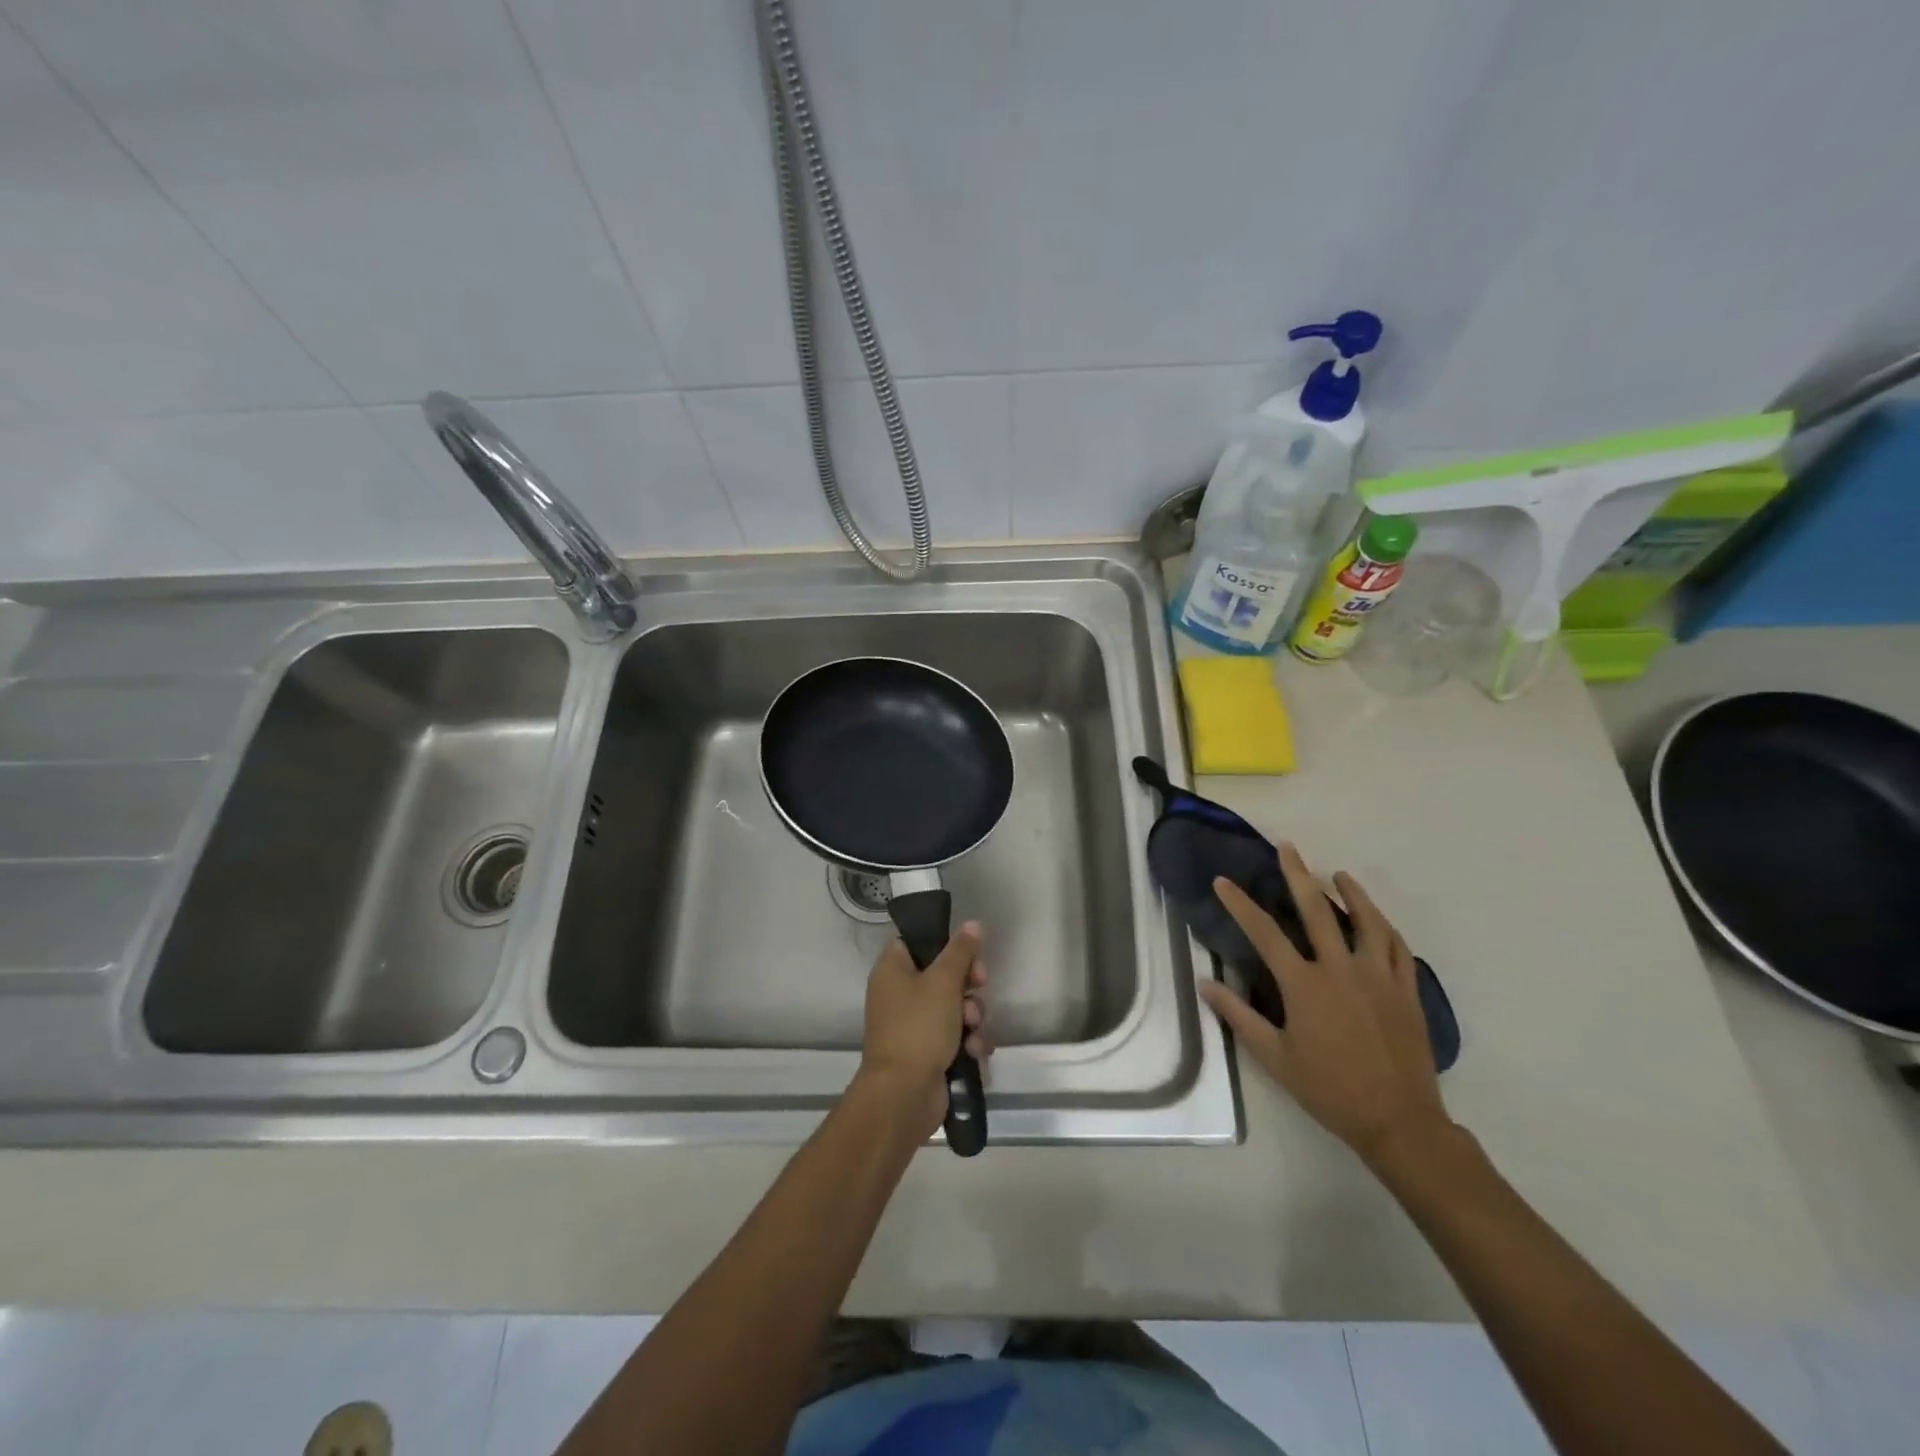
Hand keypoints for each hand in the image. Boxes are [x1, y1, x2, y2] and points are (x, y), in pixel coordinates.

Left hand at [859, 922, 989, 1134]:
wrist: (904, 1095)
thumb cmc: (919, 1027)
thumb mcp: (943, 982)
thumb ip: (960, 951)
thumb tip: (971, 924)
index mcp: (892, 970)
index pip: (918, 942)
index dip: (946, 944)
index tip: (969, 952)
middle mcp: (899, 994)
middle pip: (942, 974)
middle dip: (968, 984)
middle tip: (980, 986)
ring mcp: (913, 1025)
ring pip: (954, 1007)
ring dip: (972, 1016)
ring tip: (973, 1029)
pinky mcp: (927, 1052)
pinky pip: (954, 1036)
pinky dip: (968, 1041)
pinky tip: (976, 1051)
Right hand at [1198, 847, 1448, 1168]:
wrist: (1398, 1122)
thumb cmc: (1328, 1089)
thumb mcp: (1274, 1057)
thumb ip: (1238, 1016)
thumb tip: (1204, 984)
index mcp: (1304, 984)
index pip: (1264, 933)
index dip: (1240, 904)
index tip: (1222, 881)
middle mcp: (1341, 969)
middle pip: (1317, 910)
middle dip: (1298, 875)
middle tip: (1288, 847)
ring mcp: (1379, 977)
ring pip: (1366, 922)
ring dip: (1352, 893)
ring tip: (1340, 875)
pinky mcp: (1406, 991)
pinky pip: (1398, 948)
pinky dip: (1385, 928)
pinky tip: (1378, 920)